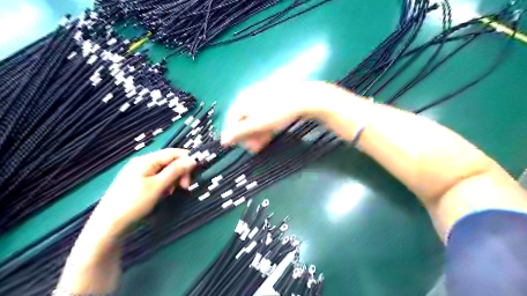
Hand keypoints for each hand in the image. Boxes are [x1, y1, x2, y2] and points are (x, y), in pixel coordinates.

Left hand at [91, 148, 195, 233]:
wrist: (108, 225)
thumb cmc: (134, 203)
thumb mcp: (158, 186)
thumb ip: (176, 170)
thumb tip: (192, 159)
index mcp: (146, 160)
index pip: (173, 152)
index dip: (187, 160)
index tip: (195, 173)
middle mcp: (142, 162)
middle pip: (169, 161)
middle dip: (179, 172)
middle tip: (184, 187)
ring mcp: (139, 172)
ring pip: (164, 170)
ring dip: (172, 179)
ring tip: (170, 192)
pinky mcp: (137, 181)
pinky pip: (157, 177)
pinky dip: (164, 184)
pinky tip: (163, 193)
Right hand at [221, 80, 348, 150]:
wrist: (304, 98)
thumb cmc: (277, 112)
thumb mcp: (257, 124)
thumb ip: (239, 132)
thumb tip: (222, 141)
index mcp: (241, 101)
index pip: (231, 122)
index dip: (237, 138)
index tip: (247, 149)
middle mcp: (248, 97)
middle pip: (243, 121)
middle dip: (249, 137)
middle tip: (257, 149)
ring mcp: (260, 97)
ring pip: (253, 119)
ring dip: (257, 134)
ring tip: (264, 143)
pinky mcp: (272, 99)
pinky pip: (263, 115)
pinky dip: (264, 126)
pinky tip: (270, 134)